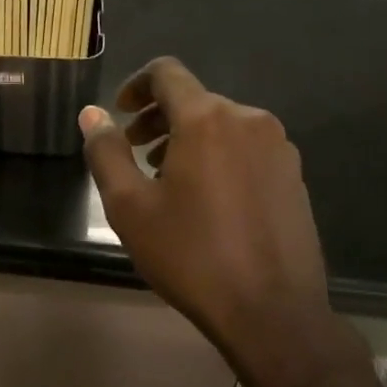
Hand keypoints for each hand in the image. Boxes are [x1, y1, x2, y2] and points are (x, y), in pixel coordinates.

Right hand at [79, 58, 362, 386]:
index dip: (135, 84)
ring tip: (167, 180)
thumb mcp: (130, 207)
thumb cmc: (192, 256)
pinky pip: (246, 147)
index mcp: (207, 118)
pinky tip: (208, 199)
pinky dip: (219, 156)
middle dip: (158, 119)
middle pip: (194, 99)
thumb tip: (92, 113)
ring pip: (222, 124)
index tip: (120, 113)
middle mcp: (248, 119)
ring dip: (188, 139)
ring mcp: (278, 146)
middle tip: (135, 153)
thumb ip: (106, 152)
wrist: (273, 313)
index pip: (166, 73)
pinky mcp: (294, 174)